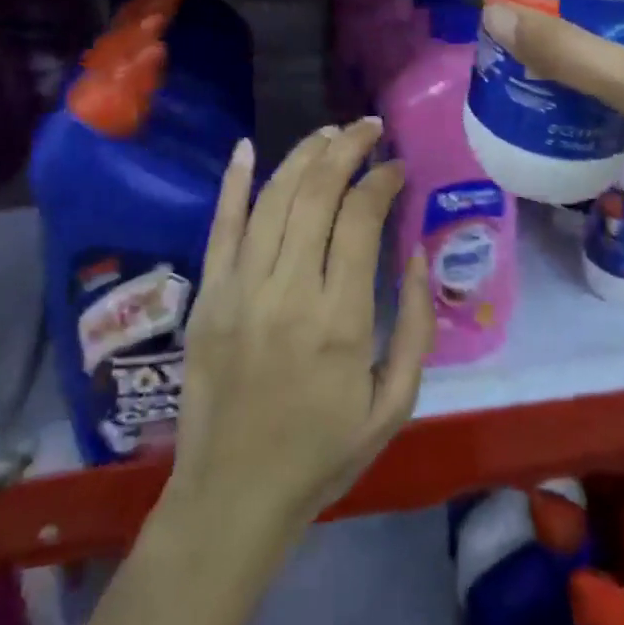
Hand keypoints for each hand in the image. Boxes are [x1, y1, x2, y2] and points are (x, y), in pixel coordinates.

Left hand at [166, 120, 435, 543]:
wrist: (233, 496)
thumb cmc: (322, 454)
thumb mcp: (394, 406)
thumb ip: (414, 329)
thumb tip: (416, 259)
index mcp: (341, 321)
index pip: (360, 220)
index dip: (382, 181)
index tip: (398, 168)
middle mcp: (288, 292)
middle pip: (316, 195)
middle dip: (346, 149)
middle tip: (369, 128)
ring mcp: (240, 290)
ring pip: (272, 200)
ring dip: (303, 157)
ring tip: (330, 133)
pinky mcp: (208, 297)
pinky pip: (220, 228)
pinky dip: (234, 183)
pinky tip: (248, 148)